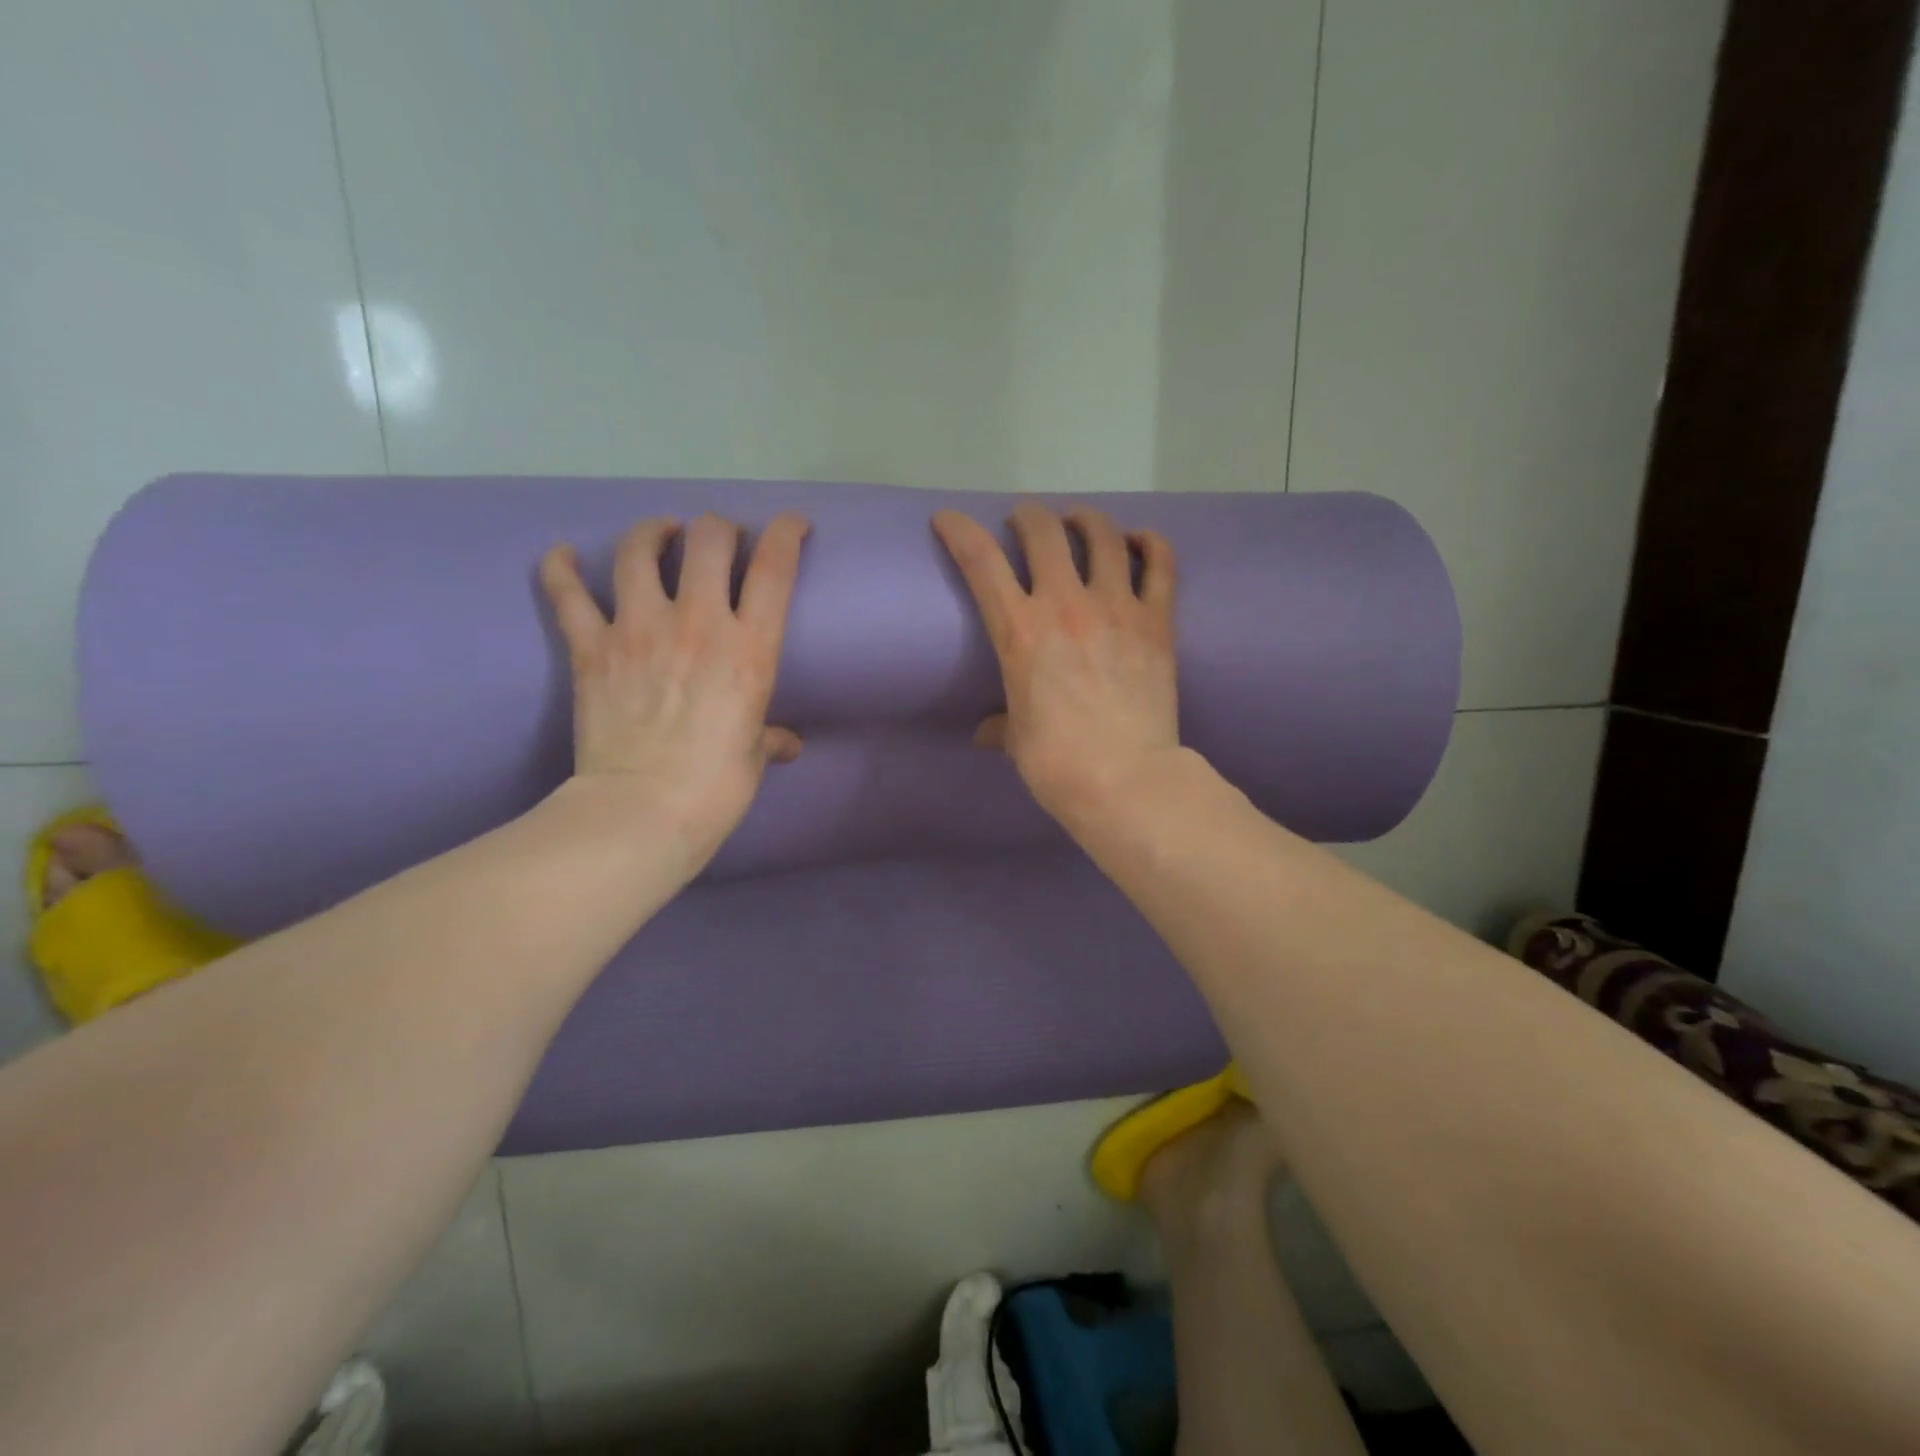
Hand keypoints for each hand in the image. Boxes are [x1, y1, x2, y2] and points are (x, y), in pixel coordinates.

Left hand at [539, 512, 807, 872]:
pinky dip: (561, 568)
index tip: (791, 526)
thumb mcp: (754, 757)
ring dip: (652, 532)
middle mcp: (698, 623)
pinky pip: (568, 594)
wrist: (643, 811)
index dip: (785, 532)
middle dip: (718, 529)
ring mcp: (639, 630)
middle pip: (708, 540)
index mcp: (750, 648)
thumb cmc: (716, 788)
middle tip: (718, 540)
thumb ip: (769, 738)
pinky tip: (563, 555)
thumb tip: (786, 744)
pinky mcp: (592, 648)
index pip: (775, 567)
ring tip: (660, 533)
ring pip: (640, 551)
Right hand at [933, 502, 1178, 827]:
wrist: (1125, 780)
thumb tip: (986, 732)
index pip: (981, 562)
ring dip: (1085, 520)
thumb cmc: (1057, 764)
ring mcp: (1116, 608)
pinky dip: (1150, 543)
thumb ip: (1000, 725)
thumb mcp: (1016, 740)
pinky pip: (1160, 564)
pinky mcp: (1157, 622)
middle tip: (1024, 523)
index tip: (948, 519)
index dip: (959, 530)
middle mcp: (1065, 605)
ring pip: (1103, 536)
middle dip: (1028, 517)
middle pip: (1044, 532)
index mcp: (1020, 632)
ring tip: (1079, 523)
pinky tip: (1139, 541)